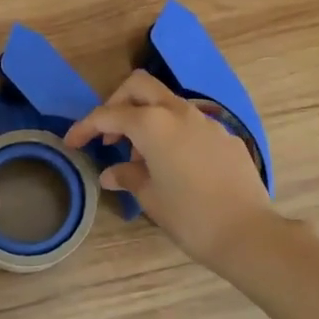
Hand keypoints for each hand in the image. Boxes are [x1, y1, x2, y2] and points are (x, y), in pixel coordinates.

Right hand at [63, 70, 276, 268]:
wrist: (247, 232)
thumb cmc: (189, 216)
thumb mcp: (150, 197)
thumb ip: (127, 176)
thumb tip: (111, 173)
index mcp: (153, 124)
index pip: (109, 114)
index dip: (85, 126)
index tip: (72, 142)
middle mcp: (179, 112)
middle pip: (140, 86)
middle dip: (118, 103)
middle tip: (110, 135)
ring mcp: (206, 121)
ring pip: (167, 102)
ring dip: (147, 118)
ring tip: (141, 158)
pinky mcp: (225, 136)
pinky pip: (190, 123)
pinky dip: (172, 133)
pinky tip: (174, 165)